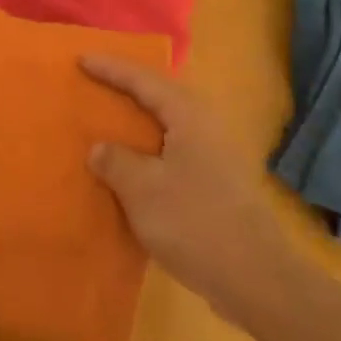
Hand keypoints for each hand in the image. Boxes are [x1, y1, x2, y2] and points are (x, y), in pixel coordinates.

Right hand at [82, 55, 285, 320]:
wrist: (258, 280)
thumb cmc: (196, 223)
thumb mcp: (142, 190)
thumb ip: (115, 161)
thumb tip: (100, 148)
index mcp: (187, 115)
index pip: (143, 80)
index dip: (110, 69)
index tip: (81, 59)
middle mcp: (205, 126)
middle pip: (160, 96)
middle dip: (127, 88)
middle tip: (95, 82)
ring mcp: (215, 156)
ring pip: (167, 125)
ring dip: (138, 122)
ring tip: (108, 121)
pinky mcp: (217, 184)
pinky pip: (172, 151)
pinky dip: (148, 149)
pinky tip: (132, 166)